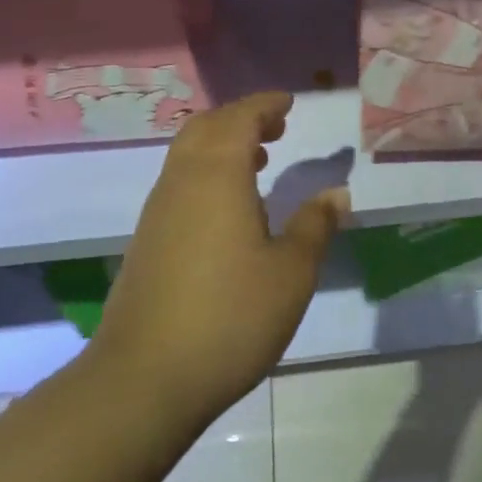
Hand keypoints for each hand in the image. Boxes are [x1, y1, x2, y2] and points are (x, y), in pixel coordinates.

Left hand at [91, 91, 347, 425]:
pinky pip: (179, 184)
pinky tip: (230, 209)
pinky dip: (207, 174)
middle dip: (241, 119)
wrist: (145, 378)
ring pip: (187, 156)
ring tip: (258, 160)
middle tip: (276, 127)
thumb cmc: (230, 316)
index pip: (239, 118)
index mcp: (217, 176)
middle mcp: (181, 182)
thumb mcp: (291, 272)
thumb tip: (336, 193)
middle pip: (205, 128)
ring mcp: (158, 212)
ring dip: (222, 146)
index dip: (264, 105)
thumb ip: (315, 225)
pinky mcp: (148, 241)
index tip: (289, 103)